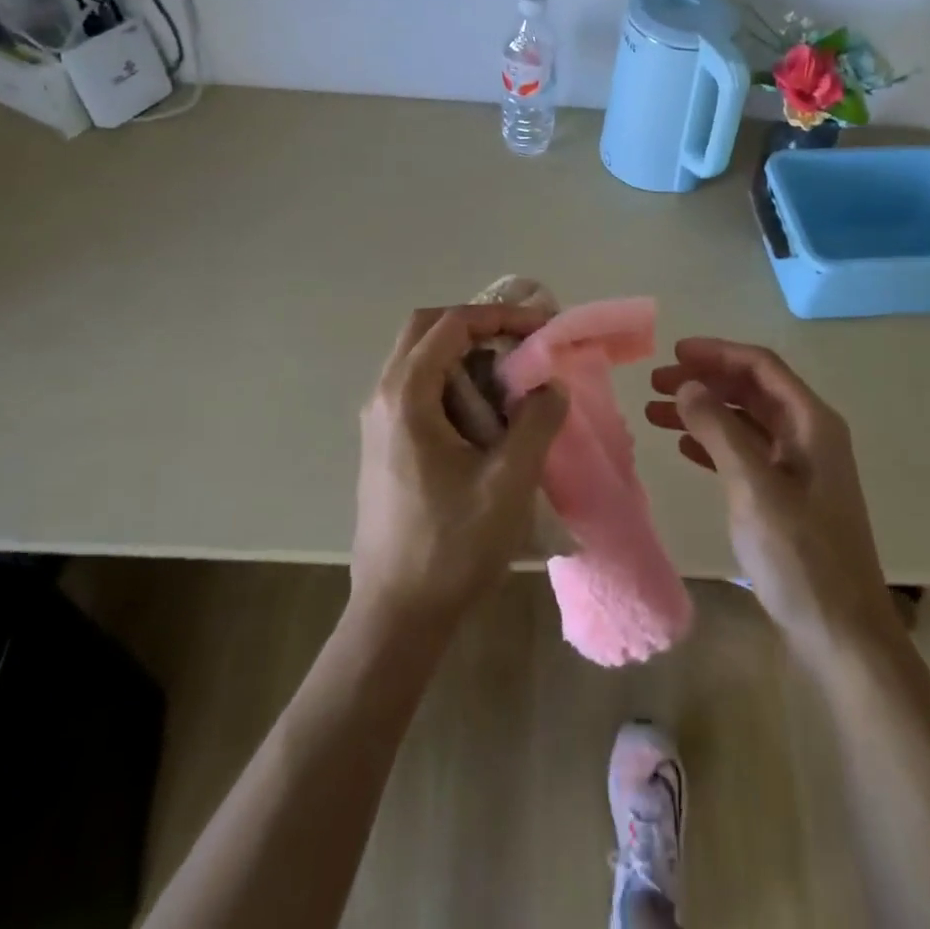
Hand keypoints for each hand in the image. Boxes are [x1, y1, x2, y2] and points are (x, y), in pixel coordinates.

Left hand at [350, 306, 567, 636]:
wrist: (397, 615)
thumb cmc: (452, 545)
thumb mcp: (509, 481)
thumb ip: (537, 421)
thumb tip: (550, 384)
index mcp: (406, 396)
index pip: (452, 325)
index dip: (501, 315)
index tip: (542, 328)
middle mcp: (383, 397)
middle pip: (426, 329)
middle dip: (478, 325)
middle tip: (521, 342)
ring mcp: (379, 421)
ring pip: (421, 358)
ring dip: (466, 354)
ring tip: (511, 377)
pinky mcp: (385, 444)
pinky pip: (419, 388)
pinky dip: (454, 381)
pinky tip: (487, 415)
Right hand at [647, 338, 896, 657]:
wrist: (841, 635)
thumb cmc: (800, 556)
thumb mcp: (754, 486)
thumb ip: (719, 429)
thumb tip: (687, 385)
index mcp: (812, 423)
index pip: (761, 366)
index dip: (717, 353)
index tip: (673, 353)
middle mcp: (808, 436)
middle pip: (751, 390)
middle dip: (704, 381)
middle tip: (655, 383)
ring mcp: (799, 468)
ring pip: (744, 421)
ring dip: (703, 412)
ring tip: (656, 412)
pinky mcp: (787, 497)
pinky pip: (744, 453)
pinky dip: (712, 444)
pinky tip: (683, 446)